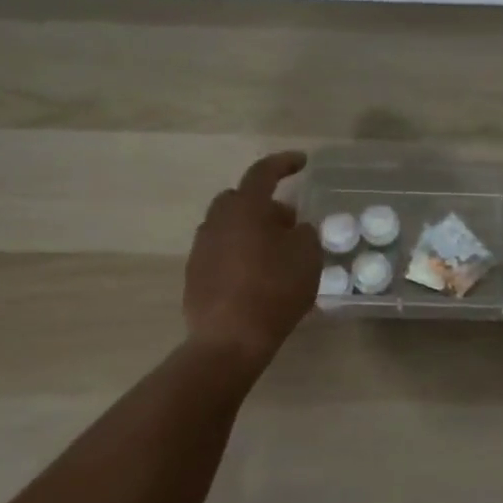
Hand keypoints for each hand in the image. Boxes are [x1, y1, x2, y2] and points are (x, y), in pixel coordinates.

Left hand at [184, 151, 321, 361]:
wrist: (229, 340)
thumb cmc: (274, 290)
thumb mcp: (308, 257)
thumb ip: (304, 233)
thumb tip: (294, 230)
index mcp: (245, 208)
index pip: (263, 173)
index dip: (284, 163)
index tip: (302, 162)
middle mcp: (217, 221)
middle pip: (240, 199)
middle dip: (265, 204)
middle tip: (289, 222)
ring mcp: (201, 248)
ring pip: (228, 226)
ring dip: (251, 230)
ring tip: (275, 254)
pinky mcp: (195, 275)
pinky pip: (221, 251)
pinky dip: (239, 254)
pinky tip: (257, 277)